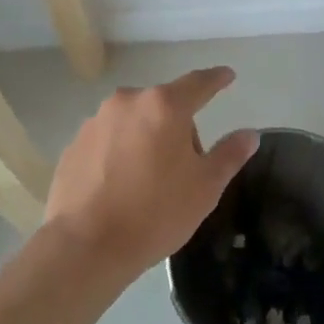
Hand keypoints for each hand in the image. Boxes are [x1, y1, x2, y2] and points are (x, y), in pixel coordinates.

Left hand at [45, 66, 257, 280]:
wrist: (84, 247)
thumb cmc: (154, 213)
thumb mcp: (205, 188)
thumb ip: (229, 155)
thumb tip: (249, 134)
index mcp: (164, 106)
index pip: (198, 83)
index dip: (216, 80)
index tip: (227, 76)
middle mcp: (128, 101)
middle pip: (164, 106)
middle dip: (178, 128)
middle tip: (184, 169)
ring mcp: (96, 121)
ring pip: (134, 122)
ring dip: (147, 139)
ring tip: (148, 183)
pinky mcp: (74, 144)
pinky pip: (108, 140)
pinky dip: (119, 154)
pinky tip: (120, 188)